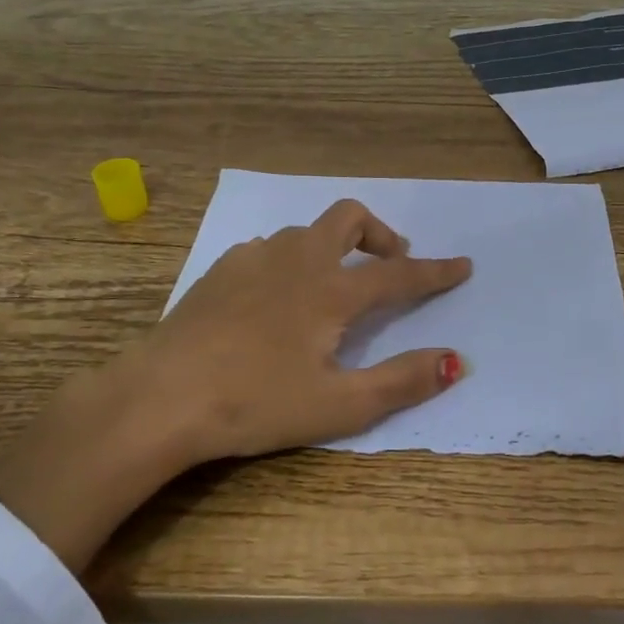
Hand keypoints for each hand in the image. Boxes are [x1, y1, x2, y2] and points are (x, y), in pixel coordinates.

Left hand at [0, 199, 472, 570]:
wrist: (160, 397)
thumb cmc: (255, 404)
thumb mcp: (338, 406)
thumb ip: (401, 381)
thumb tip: (455, 361)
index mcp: (332, 292)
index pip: (399, 274)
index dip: (436, 272)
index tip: (463, 266)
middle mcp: (298, 262)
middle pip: (348, 217)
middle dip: (379, 234)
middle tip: (389, 265)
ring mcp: (254, 260)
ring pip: (306, 231)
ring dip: (333, 247)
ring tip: (333, 286)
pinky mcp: (220, 271)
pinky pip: (269, 249)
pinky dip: (290, 260)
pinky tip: (276, 297)